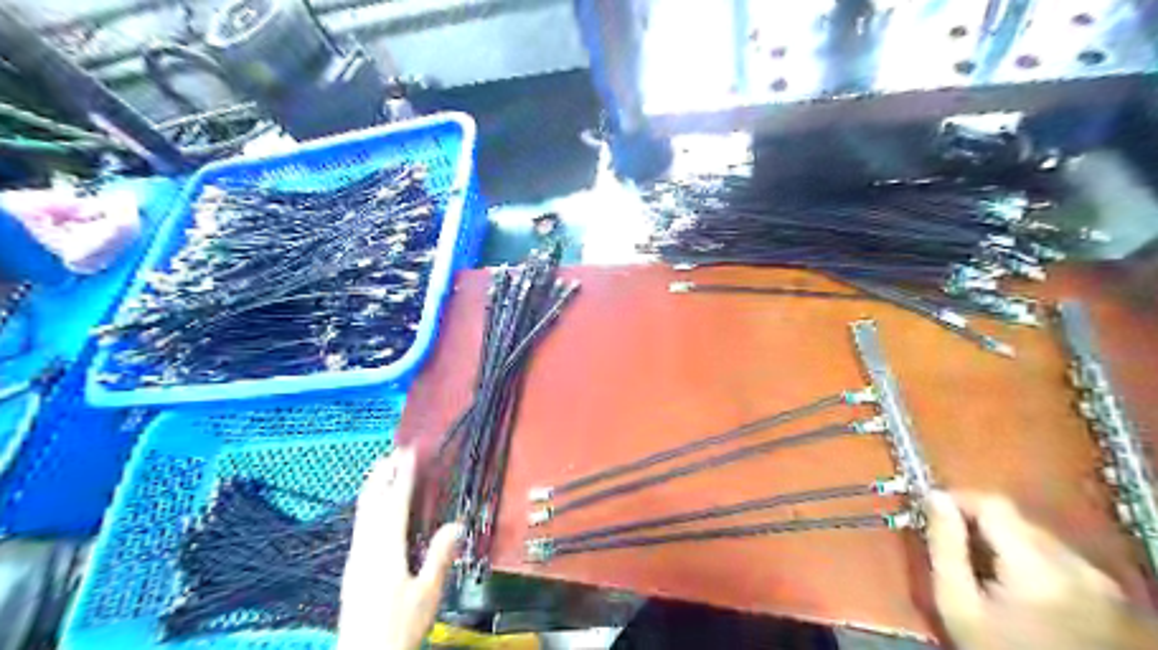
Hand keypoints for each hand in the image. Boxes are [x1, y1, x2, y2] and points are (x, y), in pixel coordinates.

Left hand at [337, 447, 463, 649]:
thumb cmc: (399, 626)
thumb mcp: (427, 593)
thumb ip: (439, 556)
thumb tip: (456, 523)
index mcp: (386, 550)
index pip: (395, 504)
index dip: (403, 477)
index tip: (409, 453)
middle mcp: (367, 548)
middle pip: (372, 503)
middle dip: (382, 475)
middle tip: (393, 452)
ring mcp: (356, 558)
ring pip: (363, 514)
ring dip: (372, 488)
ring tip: (379, 469)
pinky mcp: (353, 568)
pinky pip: (361, 525)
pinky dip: (368, 506)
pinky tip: (372, 509)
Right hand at [925, 493, 1156, 649]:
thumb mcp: (956, 604)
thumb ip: (944, 546)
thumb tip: (934, 497)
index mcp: (1038, 568)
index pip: (994, 505)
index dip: (959, 499)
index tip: (932, 510)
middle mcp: (1079, 567)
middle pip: (1018, 520)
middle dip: (981, 523)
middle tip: (952, 541)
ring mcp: (1100, 582)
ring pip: (1038, 536)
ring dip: (1005, 540)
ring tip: (982, 565)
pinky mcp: (1108, 594)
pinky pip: (1058, 556)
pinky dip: (1030, 558)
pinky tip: (1014, 583)